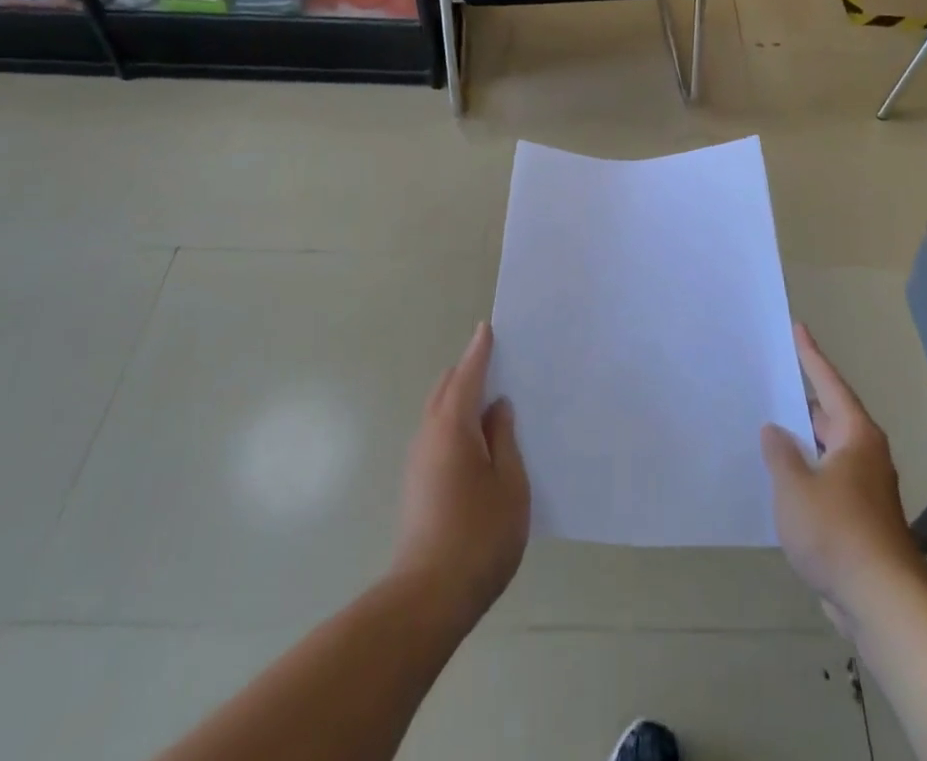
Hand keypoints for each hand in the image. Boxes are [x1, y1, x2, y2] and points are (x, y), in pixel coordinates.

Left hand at [392, 322, 529, 624]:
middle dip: (468, 371)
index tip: (487, 328)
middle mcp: (429, 434)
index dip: (479, 350)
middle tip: (497, 362)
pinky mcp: (416, 484)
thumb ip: (504, 439)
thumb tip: (497, 407)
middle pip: (446, 388)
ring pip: (438, 412)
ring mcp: (418, 461)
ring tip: (491, 399)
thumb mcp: (510, 484)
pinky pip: (437, 434)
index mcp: (453, 426)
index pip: (467, 374)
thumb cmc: (479, 536)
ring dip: (460, 398)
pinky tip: (476, 439)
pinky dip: (455, 421)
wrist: (427, 598)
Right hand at [762, 324, 923, 626]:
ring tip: (767, 429)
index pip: (829, 383)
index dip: (811, 356)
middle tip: (769, 382)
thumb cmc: (838, 532)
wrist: (883, 603)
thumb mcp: (795, 486)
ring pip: (827, 453)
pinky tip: (781, 482)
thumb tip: (775, 431)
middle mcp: (864, 455)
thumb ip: (780, 453)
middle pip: (829, 417)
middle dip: (800, 403)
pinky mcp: (860, 521)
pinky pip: (826, 482)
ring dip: (801, 443)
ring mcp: (864, 490)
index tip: (798, 328)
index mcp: (855, 435)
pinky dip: (805, 475)